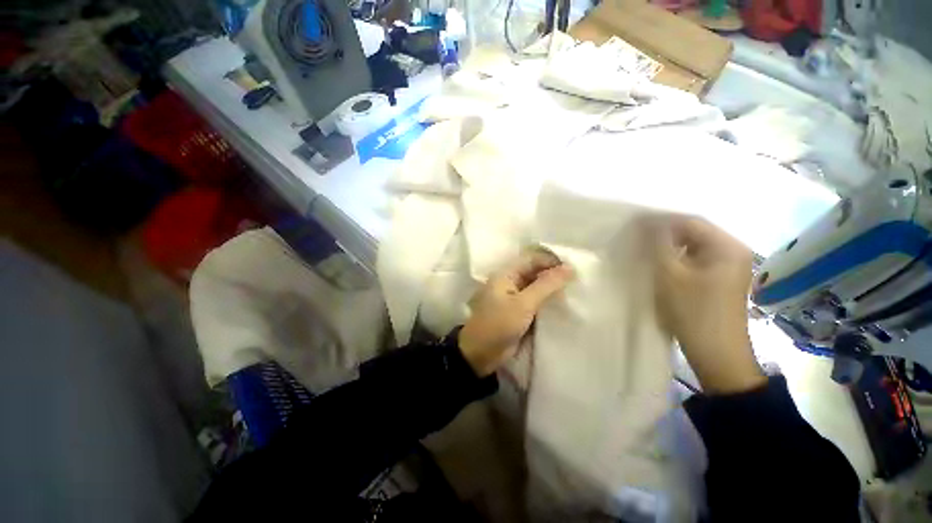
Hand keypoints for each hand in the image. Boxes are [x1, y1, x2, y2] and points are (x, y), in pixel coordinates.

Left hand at [459, 250, 573, 376]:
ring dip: (552, 290)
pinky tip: (562, 305)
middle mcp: (509, 282)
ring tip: (574, 292)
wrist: (480, 354)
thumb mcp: (523, 304)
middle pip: (534, 272)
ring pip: (536, 287)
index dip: (551, 261)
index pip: (532, 259)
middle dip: (553, 275)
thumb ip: (546, 285)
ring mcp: (513, 298)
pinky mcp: (517, 312)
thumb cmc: (498, 324)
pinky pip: (535, 302)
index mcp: (506, 274)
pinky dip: (547, 302)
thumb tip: (569, 268)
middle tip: (577, 282)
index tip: (573, 269)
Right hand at [652, 214, 765, 393]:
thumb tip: (644, 222)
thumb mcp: (670, 275)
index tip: (632, 225)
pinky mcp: (720, 280)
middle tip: (635, 238)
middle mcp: (732, 251)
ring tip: (643, 250)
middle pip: (693, 233)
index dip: (659, 221)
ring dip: (667, 247)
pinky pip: (695, 260)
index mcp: (727, 246)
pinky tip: (659, 265)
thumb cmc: (693, 312)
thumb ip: (657, 245)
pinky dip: (676, 259)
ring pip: (692, 247)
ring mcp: (728, 266)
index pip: (689, 222)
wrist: (716, 354)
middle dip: (663, 234)